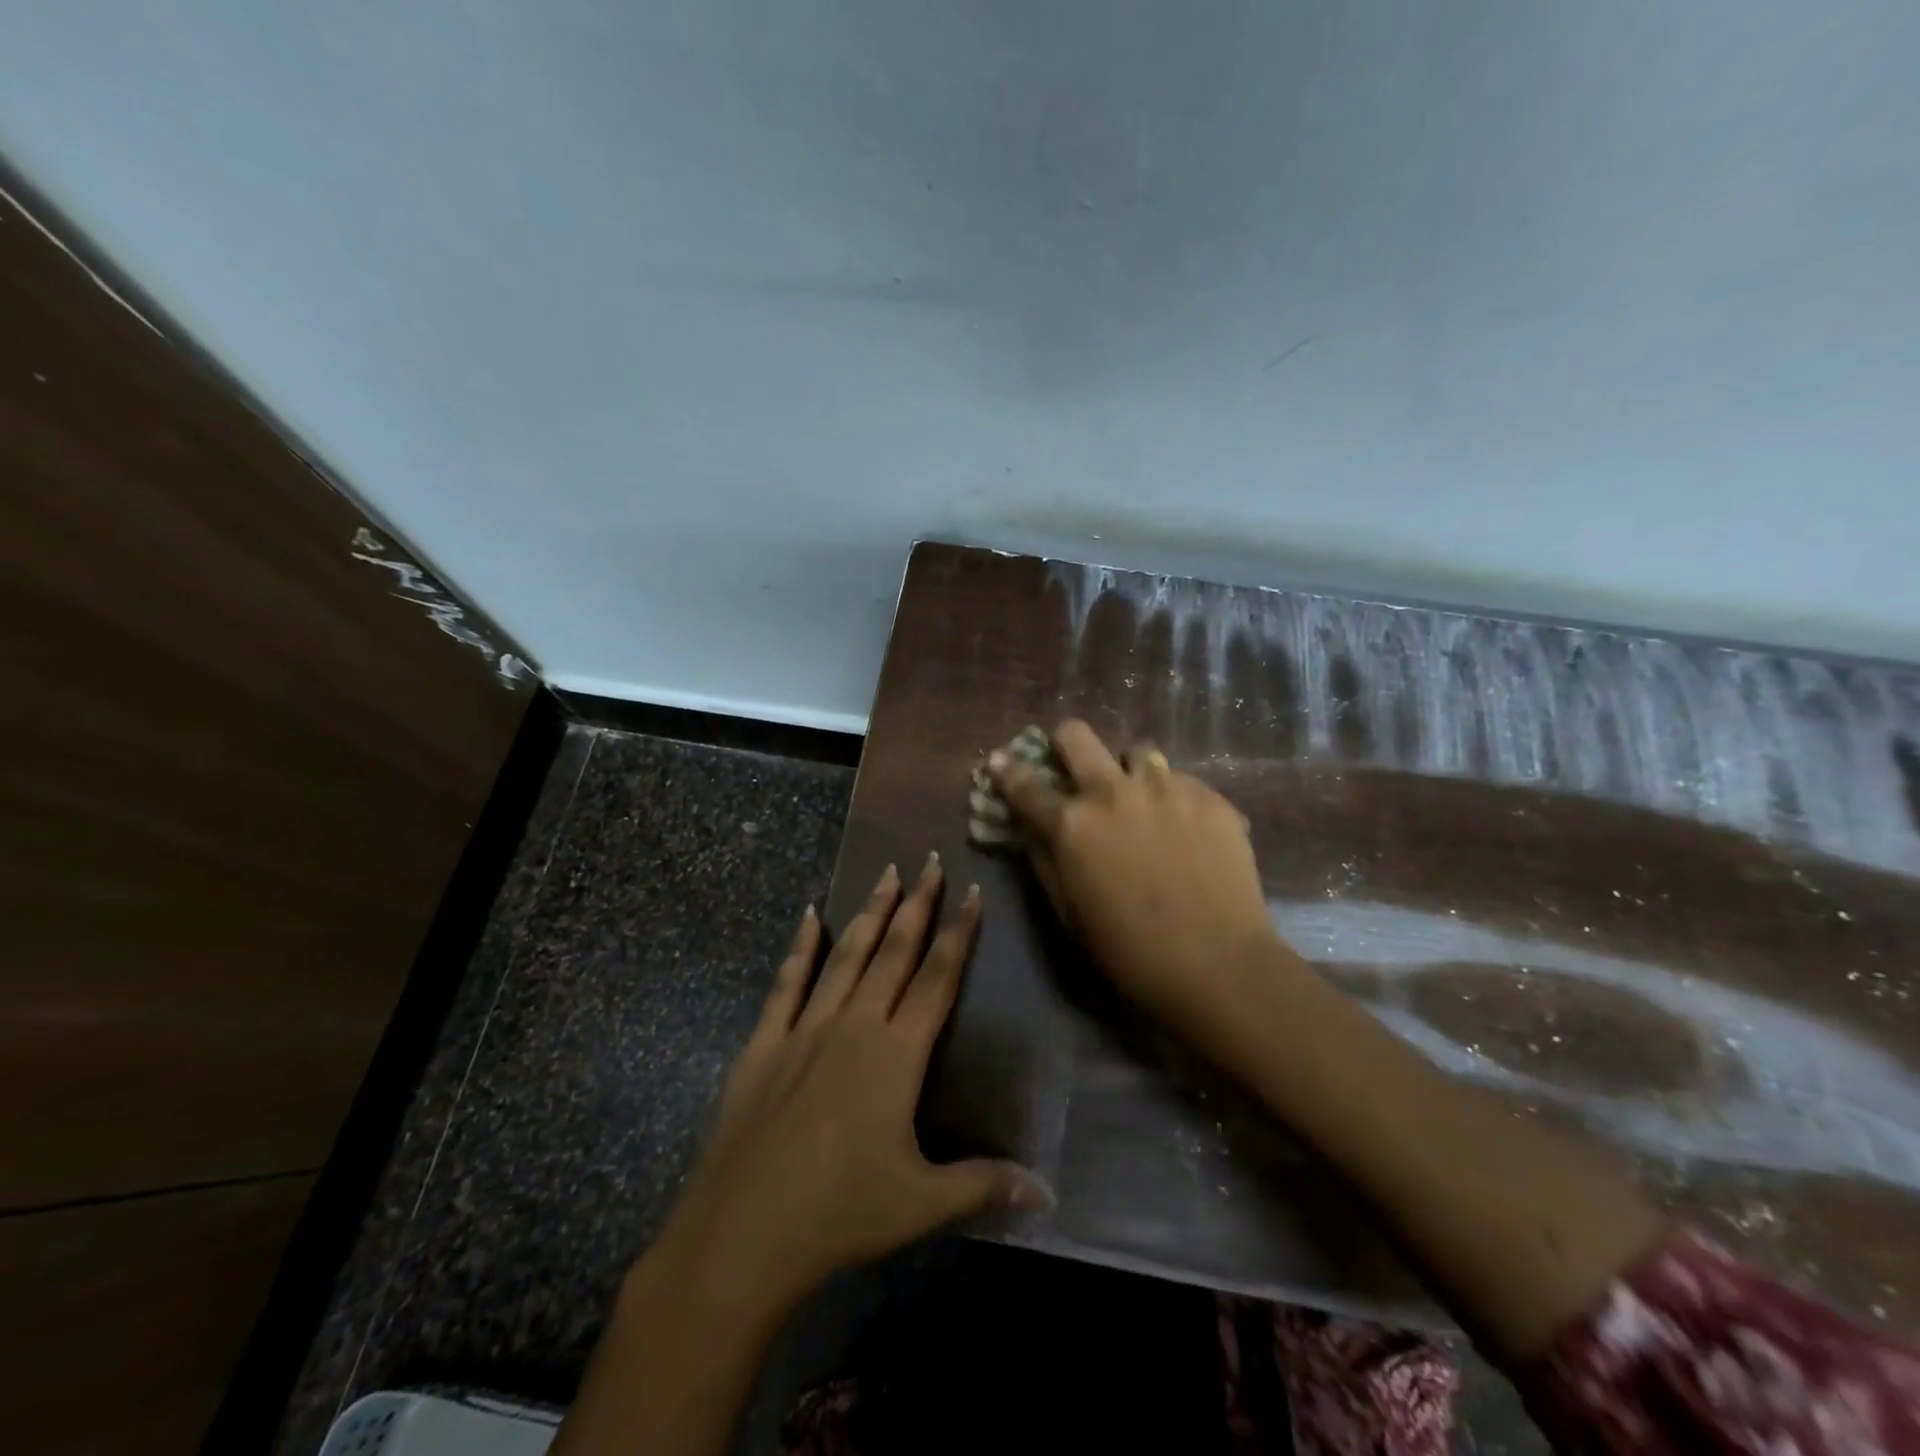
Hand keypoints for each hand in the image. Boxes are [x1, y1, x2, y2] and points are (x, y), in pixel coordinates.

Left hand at [654, 857, 1043, 1310]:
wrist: (743, 1231)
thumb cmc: (840, 1213)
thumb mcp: (921, 1203)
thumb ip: (984, 1185)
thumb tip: (1047, 1192)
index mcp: (897, 1054)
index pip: (938, 979)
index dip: (958, 934)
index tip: (972, 892)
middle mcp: (855, 1025)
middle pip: (894, 952)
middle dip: (917, 904)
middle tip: (929, 860)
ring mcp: (806, 1028)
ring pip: (847, 955)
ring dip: (870, 912)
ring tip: (886, 872)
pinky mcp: (765, 1042)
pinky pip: (787, 982)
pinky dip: (800, 946)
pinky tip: (809, 915)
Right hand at [990, 721, 1285, 1026]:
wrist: (1218, 965)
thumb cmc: (1129, 952)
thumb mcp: (1069, 913)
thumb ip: (1044, 861)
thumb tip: (1030, 828)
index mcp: (1073, 824)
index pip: (1026, 785)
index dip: (1007, 770)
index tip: (999, 760)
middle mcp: (1113, 792)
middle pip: (1077, 736)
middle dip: (1066, 743)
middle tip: (1072, 761)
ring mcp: (1165, 788)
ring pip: (1137, 751)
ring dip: (1129, 771)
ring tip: (1142, 799)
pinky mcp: (1209, 796)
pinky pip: (1180, 779)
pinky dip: (1172, 796)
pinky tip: (1185, 828)